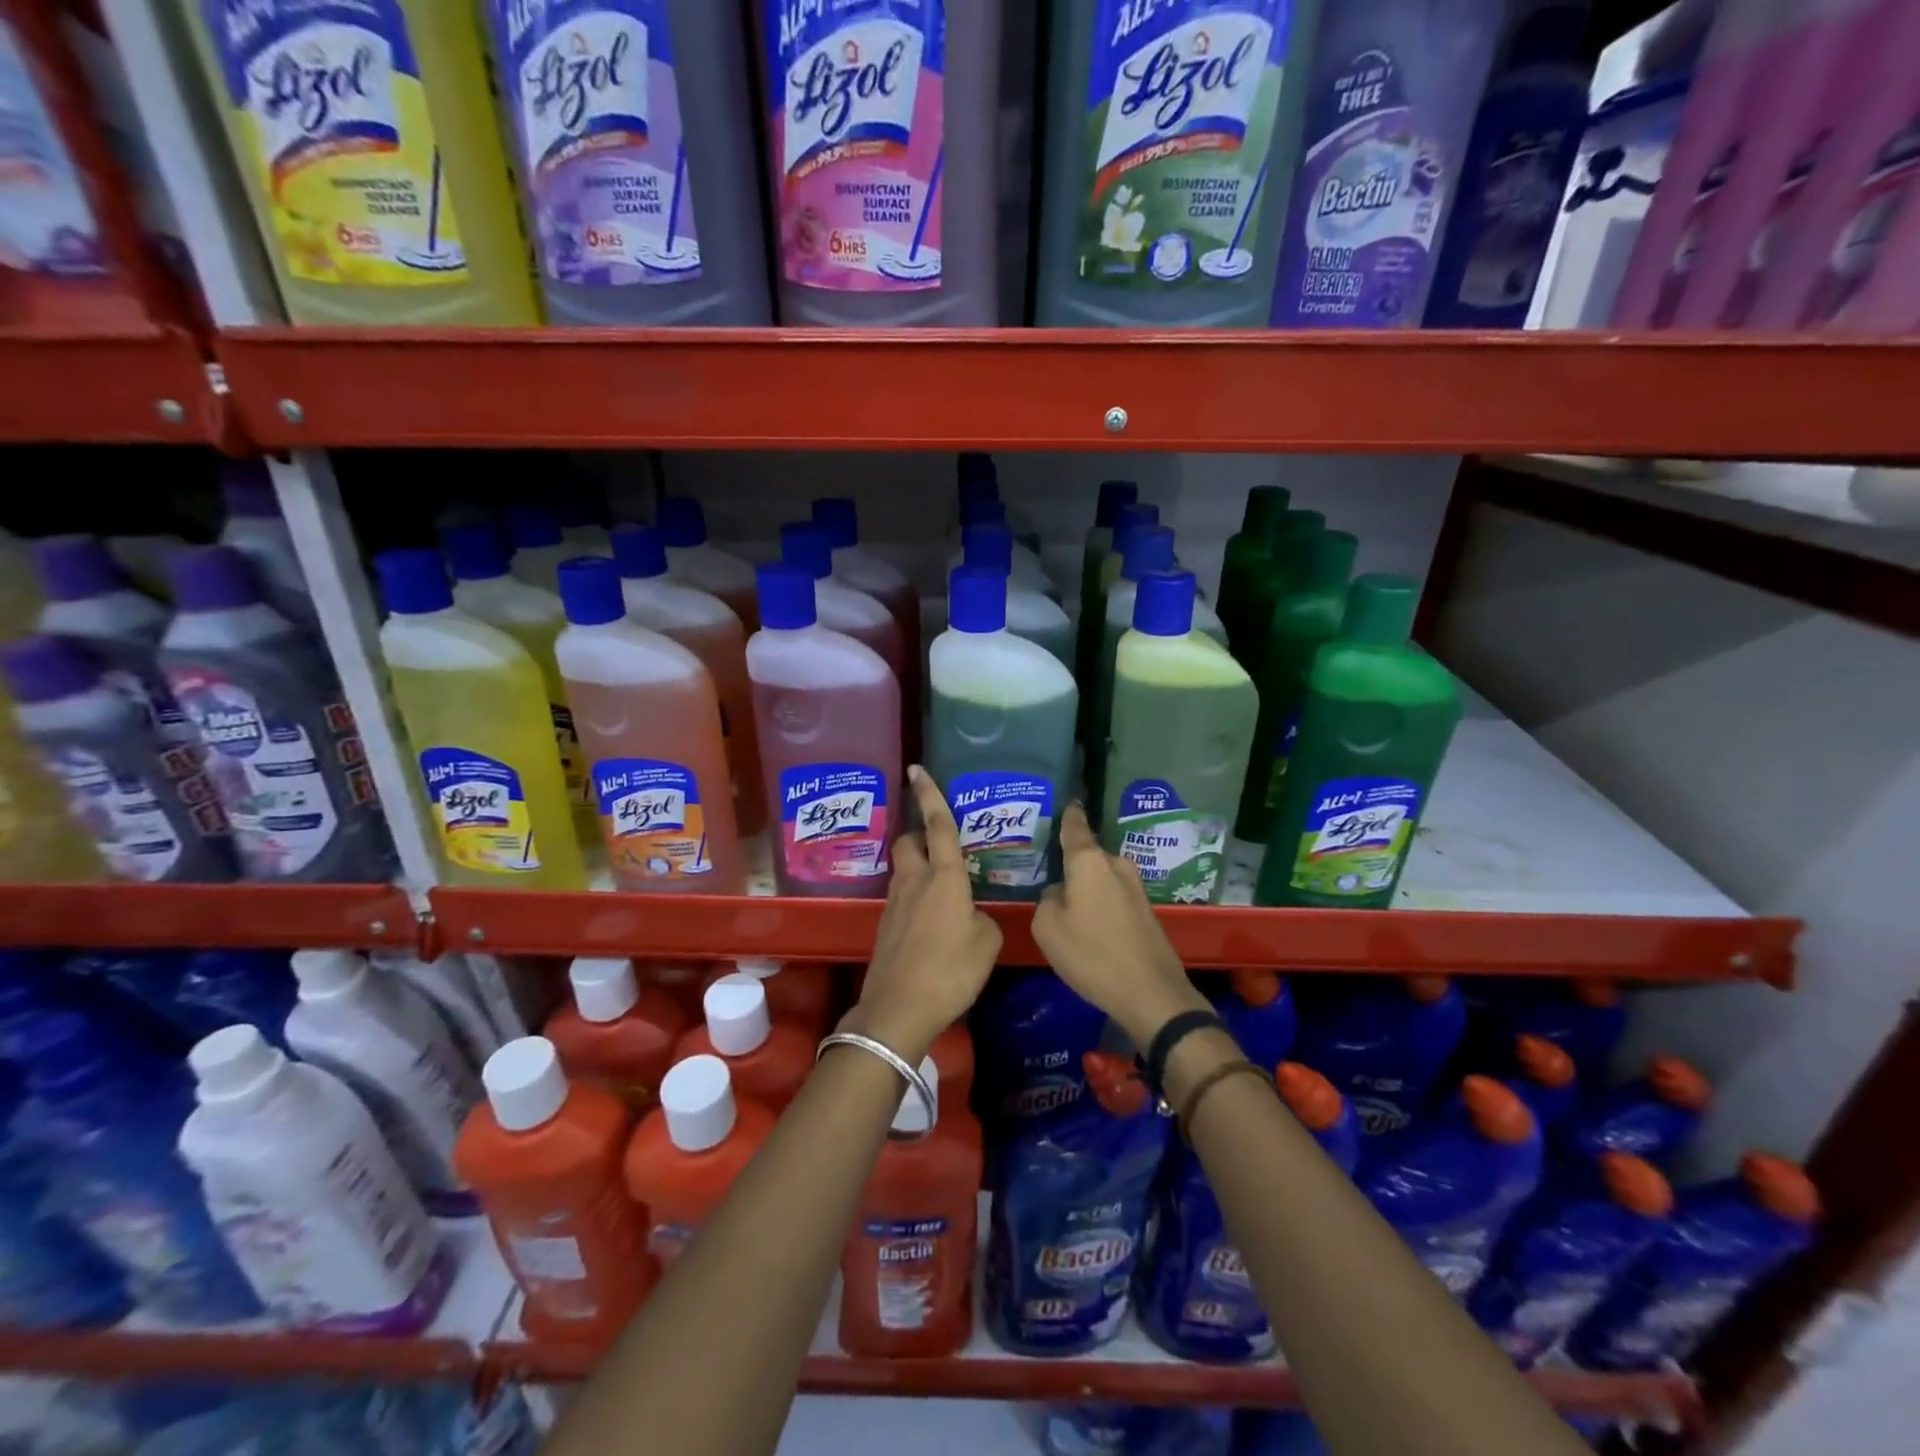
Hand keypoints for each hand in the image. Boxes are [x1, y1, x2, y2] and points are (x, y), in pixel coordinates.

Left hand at [843, 766, 1001, 1063]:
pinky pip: (902, 897)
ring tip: (944, 888)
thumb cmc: (950, 970)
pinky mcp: (885, 925)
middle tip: (942, 846)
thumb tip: (972, 915)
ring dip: (919, 868)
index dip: (930, 794)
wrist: (899, 1009)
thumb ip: (982, 919)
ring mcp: (895, 903)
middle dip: (920, 834)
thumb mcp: (986, 943)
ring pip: (904, 869)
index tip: (917, 768)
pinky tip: (932, 921)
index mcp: (944, 876)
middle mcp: (915, 881)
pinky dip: (915, 897)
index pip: (938, 825)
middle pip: (909, 841)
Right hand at [1032, 802, 1208, 1048]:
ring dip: (1086, 887)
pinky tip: (1089, 925)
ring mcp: (1135, 888)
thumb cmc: (1092, 955)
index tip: (1066, 801)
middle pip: (1087, 856)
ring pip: (1100, 878)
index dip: (1068, 814)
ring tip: (1066, 903)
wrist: (1151, 994)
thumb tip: (1060, 893)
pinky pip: (1113, 896)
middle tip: (1048, 873)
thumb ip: (1047, 900)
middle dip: (1070, 863)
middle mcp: (1116, 865)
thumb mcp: (1048, 928)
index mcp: (1090, 862)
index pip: (1075, 827)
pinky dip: (1099, 904)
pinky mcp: (1146, 911)